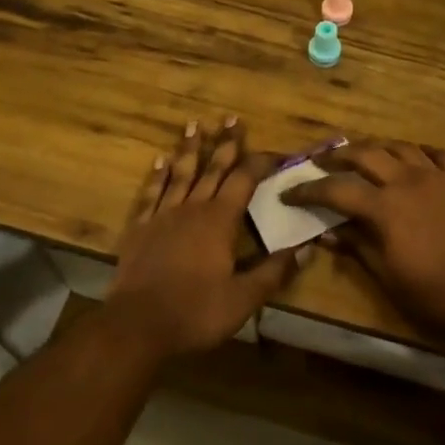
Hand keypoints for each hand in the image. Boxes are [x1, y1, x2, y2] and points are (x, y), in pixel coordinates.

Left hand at [107, 117, 304, 357]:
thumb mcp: (244, 298)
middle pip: (212, 168)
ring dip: (189, 149)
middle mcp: (192, 208)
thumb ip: (274, 272)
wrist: (137, 326)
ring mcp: (162, 216)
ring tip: (195, 125)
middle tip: (232, 118)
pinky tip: (159, 161)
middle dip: (226, 143)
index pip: (245, 180)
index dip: (262, 162)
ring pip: (180, 173)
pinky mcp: (139, 229)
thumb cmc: (196, 312)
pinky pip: (150, 193)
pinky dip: (157, 176)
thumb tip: (306, 248)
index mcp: (220, 221)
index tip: (277, 152)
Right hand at [281, 141, 444, 349]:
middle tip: (321, 162)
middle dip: (339, 156)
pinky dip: (418, 152)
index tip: (289, 192)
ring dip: (376, 148)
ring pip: (400, 147)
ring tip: (363, 156)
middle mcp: (408, 181)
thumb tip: (325, 232)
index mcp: (385, 208)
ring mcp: (438, 178)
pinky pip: (437, 155)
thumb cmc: (435, 296)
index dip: (309, 190)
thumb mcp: (387, 277)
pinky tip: (412, 159)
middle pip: (366, 154)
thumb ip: (356, 247)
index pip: (337, 189)